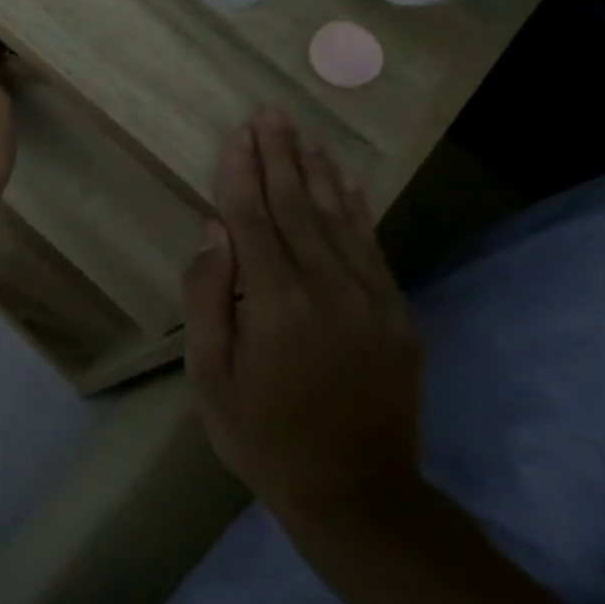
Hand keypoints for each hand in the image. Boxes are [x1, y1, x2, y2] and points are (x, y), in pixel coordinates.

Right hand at [185, 108, 422, 520]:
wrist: (357, 492)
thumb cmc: (263, 435)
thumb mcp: (211, 377)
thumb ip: (209, 299)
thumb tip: (214, 232)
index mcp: (274, 303)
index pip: (252, 218)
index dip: (242, 171)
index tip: (238, 132)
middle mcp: (326, 287)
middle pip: (296, 205)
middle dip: (279, 155)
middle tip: (270, 112)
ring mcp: (369, 297)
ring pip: (336, 216)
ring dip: (316, 170)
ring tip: (302, 131)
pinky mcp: (395, 311)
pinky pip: (371, 244)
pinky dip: (356, 206)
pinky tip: (345, 180)